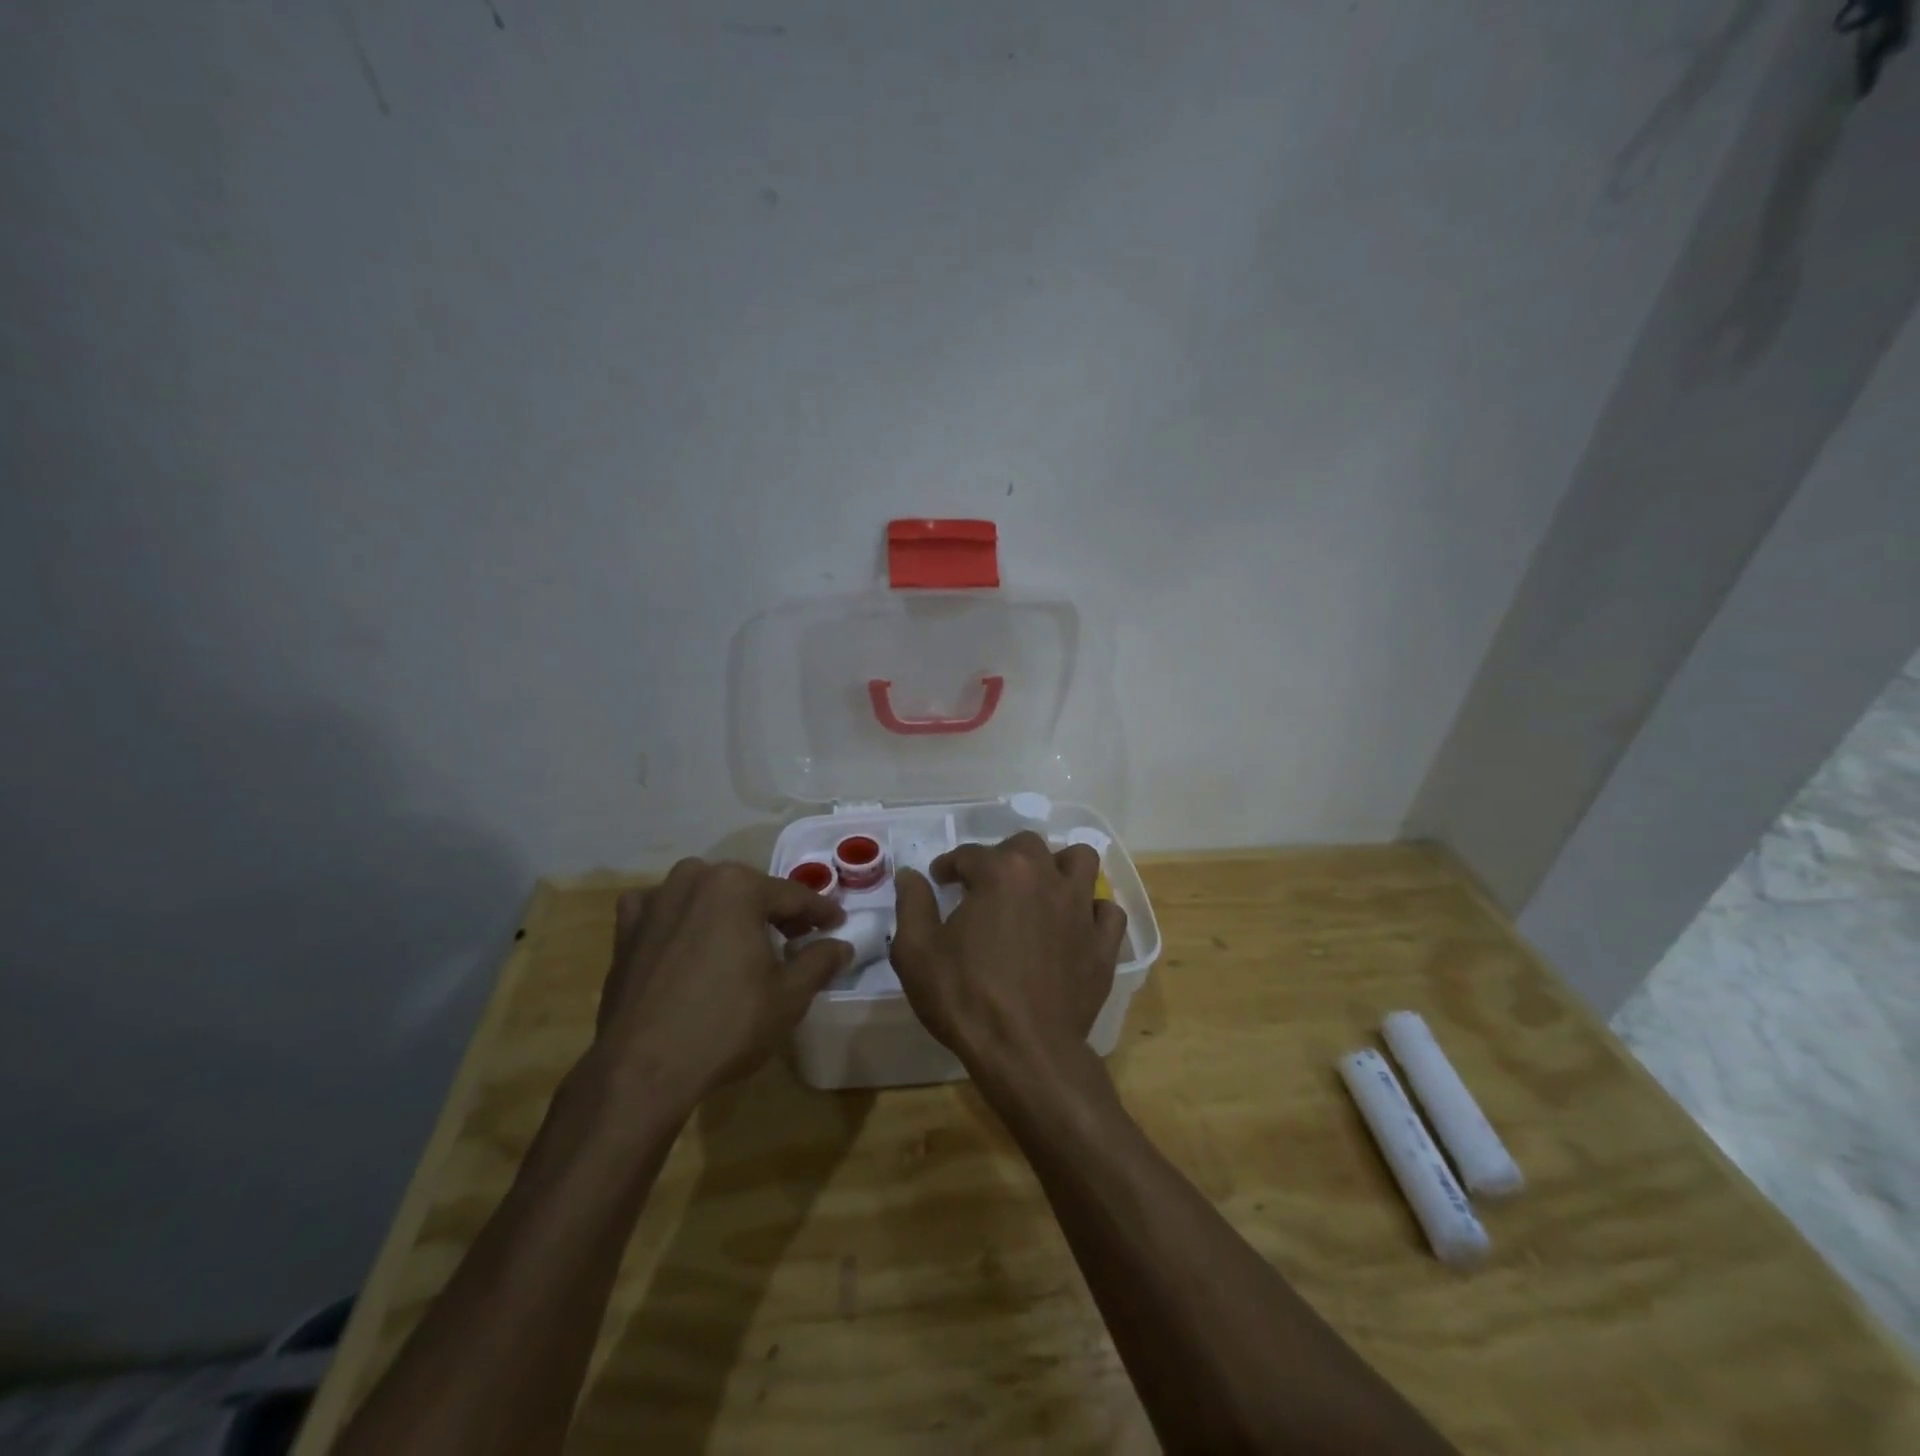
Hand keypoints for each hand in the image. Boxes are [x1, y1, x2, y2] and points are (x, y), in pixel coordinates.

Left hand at [592, 859, 850, 1111]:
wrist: (642, 1068)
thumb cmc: (726, 1025)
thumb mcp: (789, 996)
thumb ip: (819, 962)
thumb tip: (840, 945)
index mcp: (738, 886)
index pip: (793, 896)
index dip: (820, 912)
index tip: (837, 924)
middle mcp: (694, 879)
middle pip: (748, 891)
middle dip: (774, 911)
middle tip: (796, 937)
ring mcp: (655, 901)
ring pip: (705, 894)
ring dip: (727, 911)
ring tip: (743, 940)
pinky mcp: (626, 930)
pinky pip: (661, 910)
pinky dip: (677, 917)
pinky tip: (684, 938)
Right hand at [891, 832, 1127, 1083]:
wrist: (1024, 1052)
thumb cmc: (965, 997)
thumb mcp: (916, 951)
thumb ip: (912, 904)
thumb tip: (910, 875)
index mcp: (1001, 872)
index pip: (969, 854)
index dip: (949, 866)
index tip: (939, 881)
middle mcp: (1046, 877)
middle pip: (1027, 846)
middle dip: (1003, 857)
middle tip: (986, 885)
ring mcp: (1081, 909)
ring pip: (1081, 861)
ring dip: (1059, 867)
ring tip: (1040, 889)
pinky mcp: (1103, 943)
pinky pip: (1107, 911)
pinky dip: (1092, 912)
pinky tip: (1075, 926)